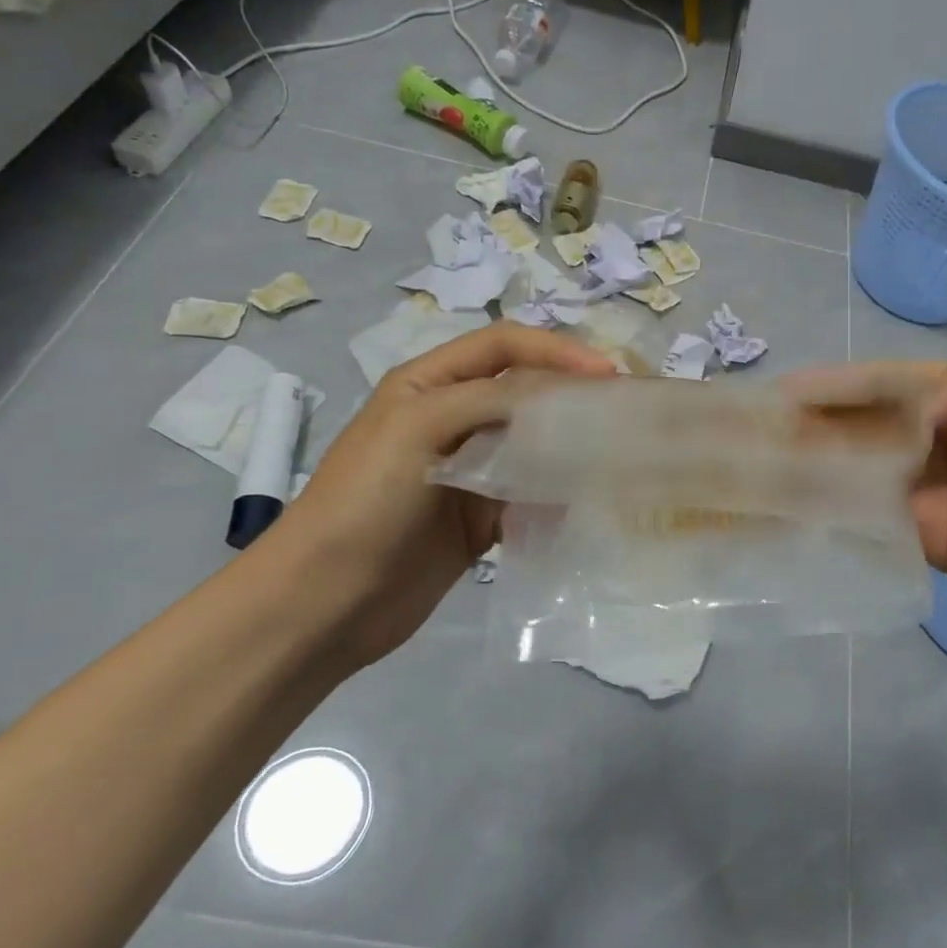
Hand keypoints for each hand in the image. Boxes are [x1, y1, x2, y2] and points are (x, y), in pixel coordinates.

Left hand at [258, 323, 614, 666]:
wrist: (324, 602)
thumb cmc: (365, 501)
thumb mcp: (419, 427)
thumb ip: (488, 399)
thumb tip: (558, 395)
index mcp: (431, 383)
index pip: (503, 345)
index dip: (556, 351)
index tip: (605, 375)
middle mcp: (453, 419)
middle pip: (525, 393)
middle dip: (571, 396)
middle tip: (621, 412)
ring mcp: (469, 471)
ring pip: (533, 445)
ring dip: (570, 447)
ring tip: (616, 455)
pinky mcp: (480, 519)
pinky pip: (530, 496)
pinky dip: (557, 496)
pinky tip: (586, 503)